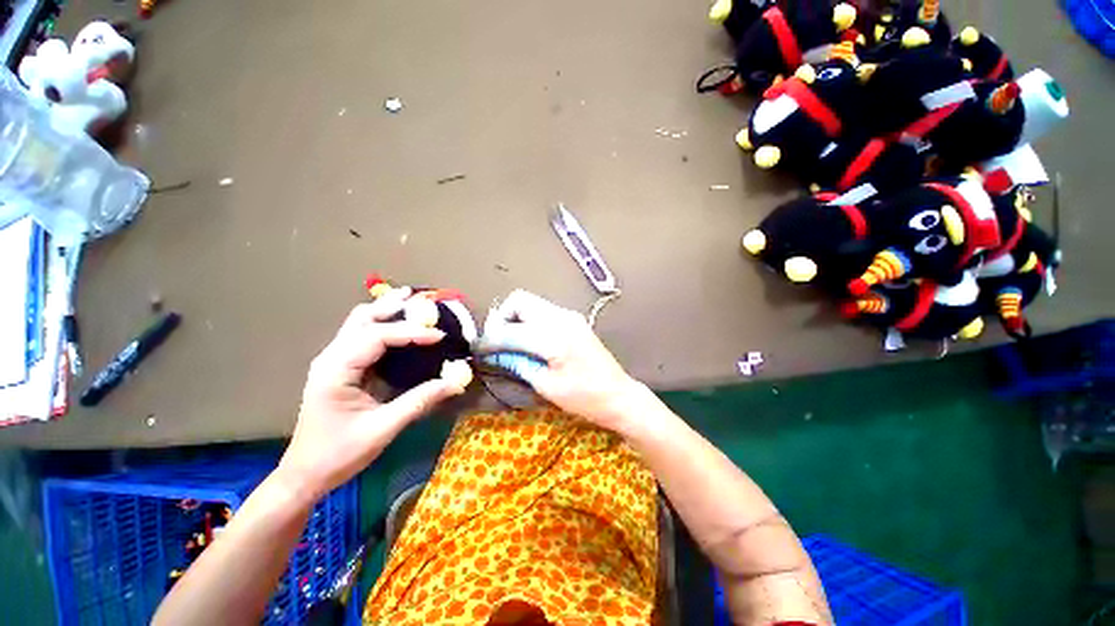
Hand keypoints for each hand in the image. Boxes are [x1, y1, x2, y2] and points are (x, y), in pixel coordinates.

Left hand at [279, 289, 464, 499]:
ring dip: (387, 311)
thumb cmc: (338, 454)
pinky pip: (363, 336)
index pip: (376, 337)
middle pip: (362, 319)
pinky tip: (400, 325)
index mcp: (334, 371)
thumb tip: (455, 382)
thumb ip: (420, 401)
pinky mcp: (341, 367)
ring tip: (413, 302)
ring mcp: (333, 361)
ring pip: (360, 323)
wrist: (305, 474)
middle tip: (425, 302)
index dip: (411, 332)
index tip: (440, 336)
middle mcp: (331, 358)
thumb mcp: (383, 429)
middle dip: (394, 307)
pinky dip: (384, 325)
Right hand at [475, 289, 647, 430]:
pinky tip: (528, 341)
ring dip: (515, 318)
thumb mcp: (546, 386)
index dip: (490, 339)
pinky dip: (528, 321)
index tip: (477, 348)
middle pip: (520, 301)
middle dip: (501, 318)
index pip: (511, 330)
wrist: (618, 395)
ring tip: (510, 343)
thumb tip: (495, 352)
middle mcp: (562, 317)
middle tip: (496, 342)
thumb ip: (518, 363)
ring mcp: (569, 315)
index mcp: (555, 337)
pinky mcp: (573, 319)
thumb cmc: (584, 398)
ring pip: (531, 303)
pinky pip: (542, 311)